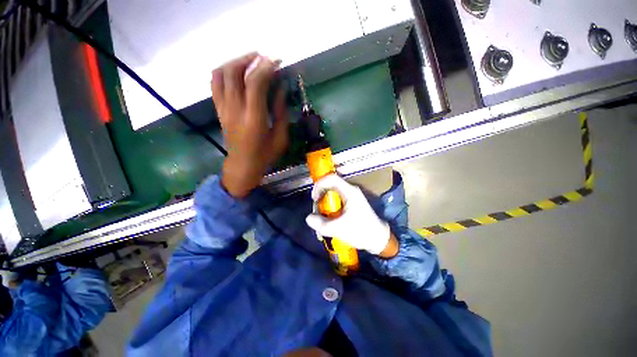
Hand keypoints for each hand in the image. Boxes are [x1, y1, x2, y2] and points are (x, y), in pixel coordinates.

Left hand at [211, 53, 288, 197]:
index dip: (266, 67)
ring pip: (221, 74)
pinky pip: (215, 84)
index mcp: (254, 119)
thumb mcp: (280, 137)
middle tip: (264, 58)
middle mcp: (235, 110)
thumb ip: (280, 111)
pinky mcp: (219, 110)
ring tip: (249, 60)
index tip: (276, 61)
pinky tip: (236, 71)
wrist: (243, 165)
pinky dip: (224, 71)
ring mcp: (224, 109)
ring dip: (235, 61)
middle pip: (234, 72)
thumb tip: (281, 88)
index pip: (255, 83)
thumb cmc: (265, 154)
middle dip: (250, 59)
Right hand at [305, 174, 397, 256]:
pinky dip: (329, 210)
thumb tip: (308, 218)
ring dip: (324, 206)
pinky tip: (327, 222)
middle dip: (320, 199)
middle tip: (317, 212)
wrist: (378, 239)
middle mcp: (350, 191)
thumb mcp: (339, 229)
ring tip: (321, 221)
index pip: (331, 178)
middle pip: (330, 187)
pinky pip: (335, 202)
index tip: (314, 198)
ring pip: (331, 195)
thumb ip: (321, 224)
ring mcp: (350, 197)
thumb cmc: (361, 231)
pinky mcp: (350, 204)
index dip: (319, 184)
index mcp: (349, 192)